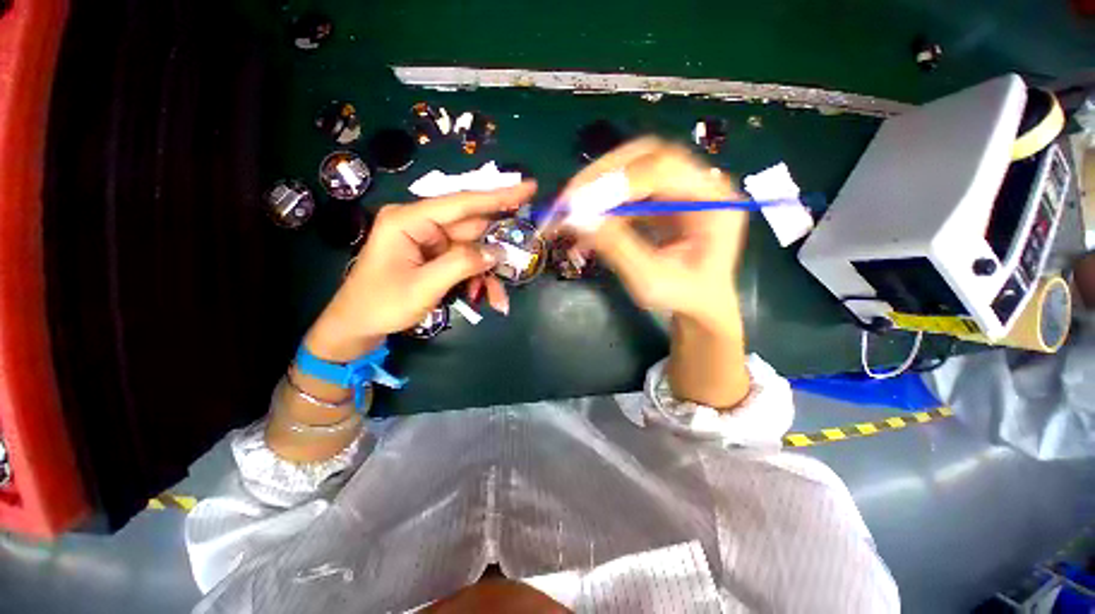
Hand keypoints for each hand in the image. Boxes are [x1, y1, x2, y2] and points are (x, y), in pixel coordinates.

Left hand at [307, 182, 536, 360]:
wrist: (358, 326)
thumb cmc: (381, 304)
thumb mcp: (423, 286)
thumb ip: (461, 264)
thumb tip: (496, 252)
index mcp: (410, 220)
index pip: (462, 203)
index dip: (498, 195)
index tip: (529, 187)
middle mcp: (423, 224)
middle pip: (473, 228)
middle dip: (497, 249)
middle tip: (522, 257)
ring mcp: (431, 240)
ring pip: (474, 249)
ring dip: (488, 273)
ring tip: (498, 299)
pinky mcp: (436, 256)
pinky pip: (466, 262)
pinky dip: (478, 280)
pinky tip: (485, 298)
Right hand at [558, 137, 747, 330]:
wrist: (698, 303)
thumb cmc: (683, 296)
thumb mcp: (650, 280)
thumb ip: (618, 248)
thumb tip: (578, 220)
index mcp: (712, 201)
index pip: (665, 169)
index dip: (620, 182)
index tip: (581, 203)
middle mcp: (700, 184)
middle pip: (648, 156)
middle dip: (604, 174)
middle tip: (571, 196)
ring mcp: (680, 188)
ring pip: (634, 167)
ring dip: (599, 185)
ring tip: (572, 207)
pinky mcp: (663, 198)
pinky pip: (628, 189)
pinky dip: (603, 202)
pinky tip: (586, 220)